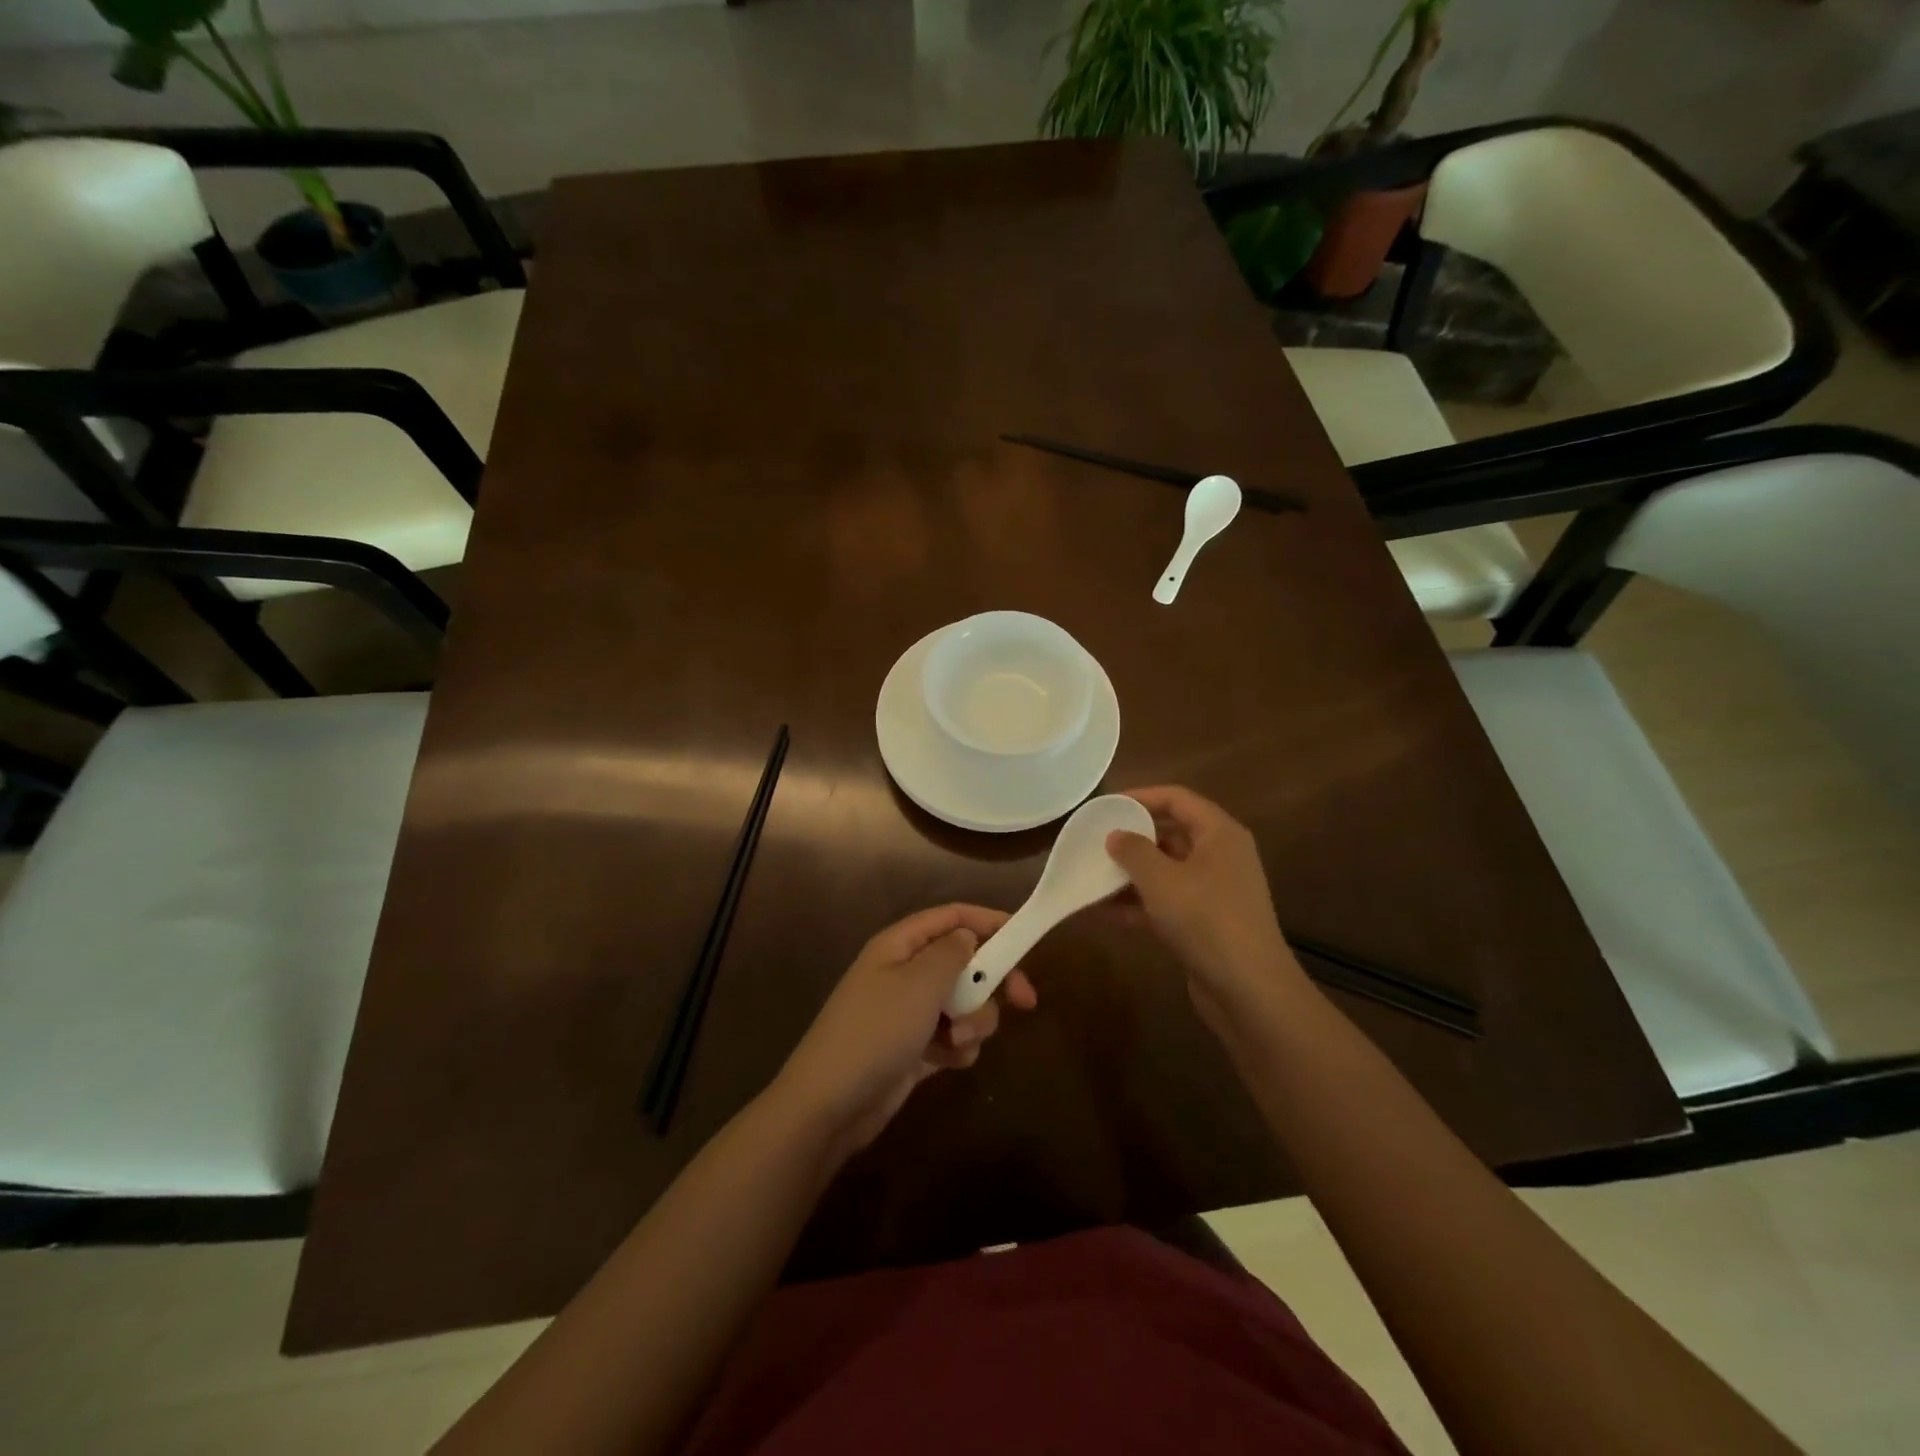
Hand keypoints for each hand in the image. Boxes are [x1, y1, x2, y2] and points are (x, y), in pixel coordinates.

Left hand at [773, 904, 1036, 1154]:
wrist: (830, 1104)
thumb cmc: (876, 1031)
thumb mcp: (919, 983)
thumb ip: (952, 953)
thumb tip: (967, 936)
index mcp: (900, 945)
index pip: (952, 917)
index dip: (989, 922)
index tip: (1024, 939)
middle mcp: (905, 972)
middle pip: (964, 962)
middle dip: (991, 982)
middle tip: (1024, 1001)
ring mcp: (909, 1012)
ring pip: (963, 1003)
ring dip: (973, 1021)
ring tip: (958, 1041)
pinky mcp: (914, 1048)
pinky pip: (952, 1037)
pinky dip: (957, 1048)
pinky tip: (947, 1062)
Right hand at [1105, 785, 1306, 1031]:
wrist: (1249, 991)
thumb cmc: (1206, 920)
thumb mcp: (1161, 880)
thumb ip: (1133, 851)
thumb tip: (1115, 835)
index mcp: (1219, 834)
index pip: (1177, 799)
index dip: (1141, 796)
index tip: (1106, 805)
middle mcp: (1220, 856)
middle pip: (1170, 834)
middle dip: (1132, 839)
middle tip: (1095, 842)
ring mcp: (1214, 891)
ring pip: (1165, 871)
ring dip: (1130, 875)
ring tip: (1092, 877)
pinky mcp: (1206, 923)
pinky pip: (1166, 902)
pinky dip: (1139, 904)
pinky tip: (1104, 913)